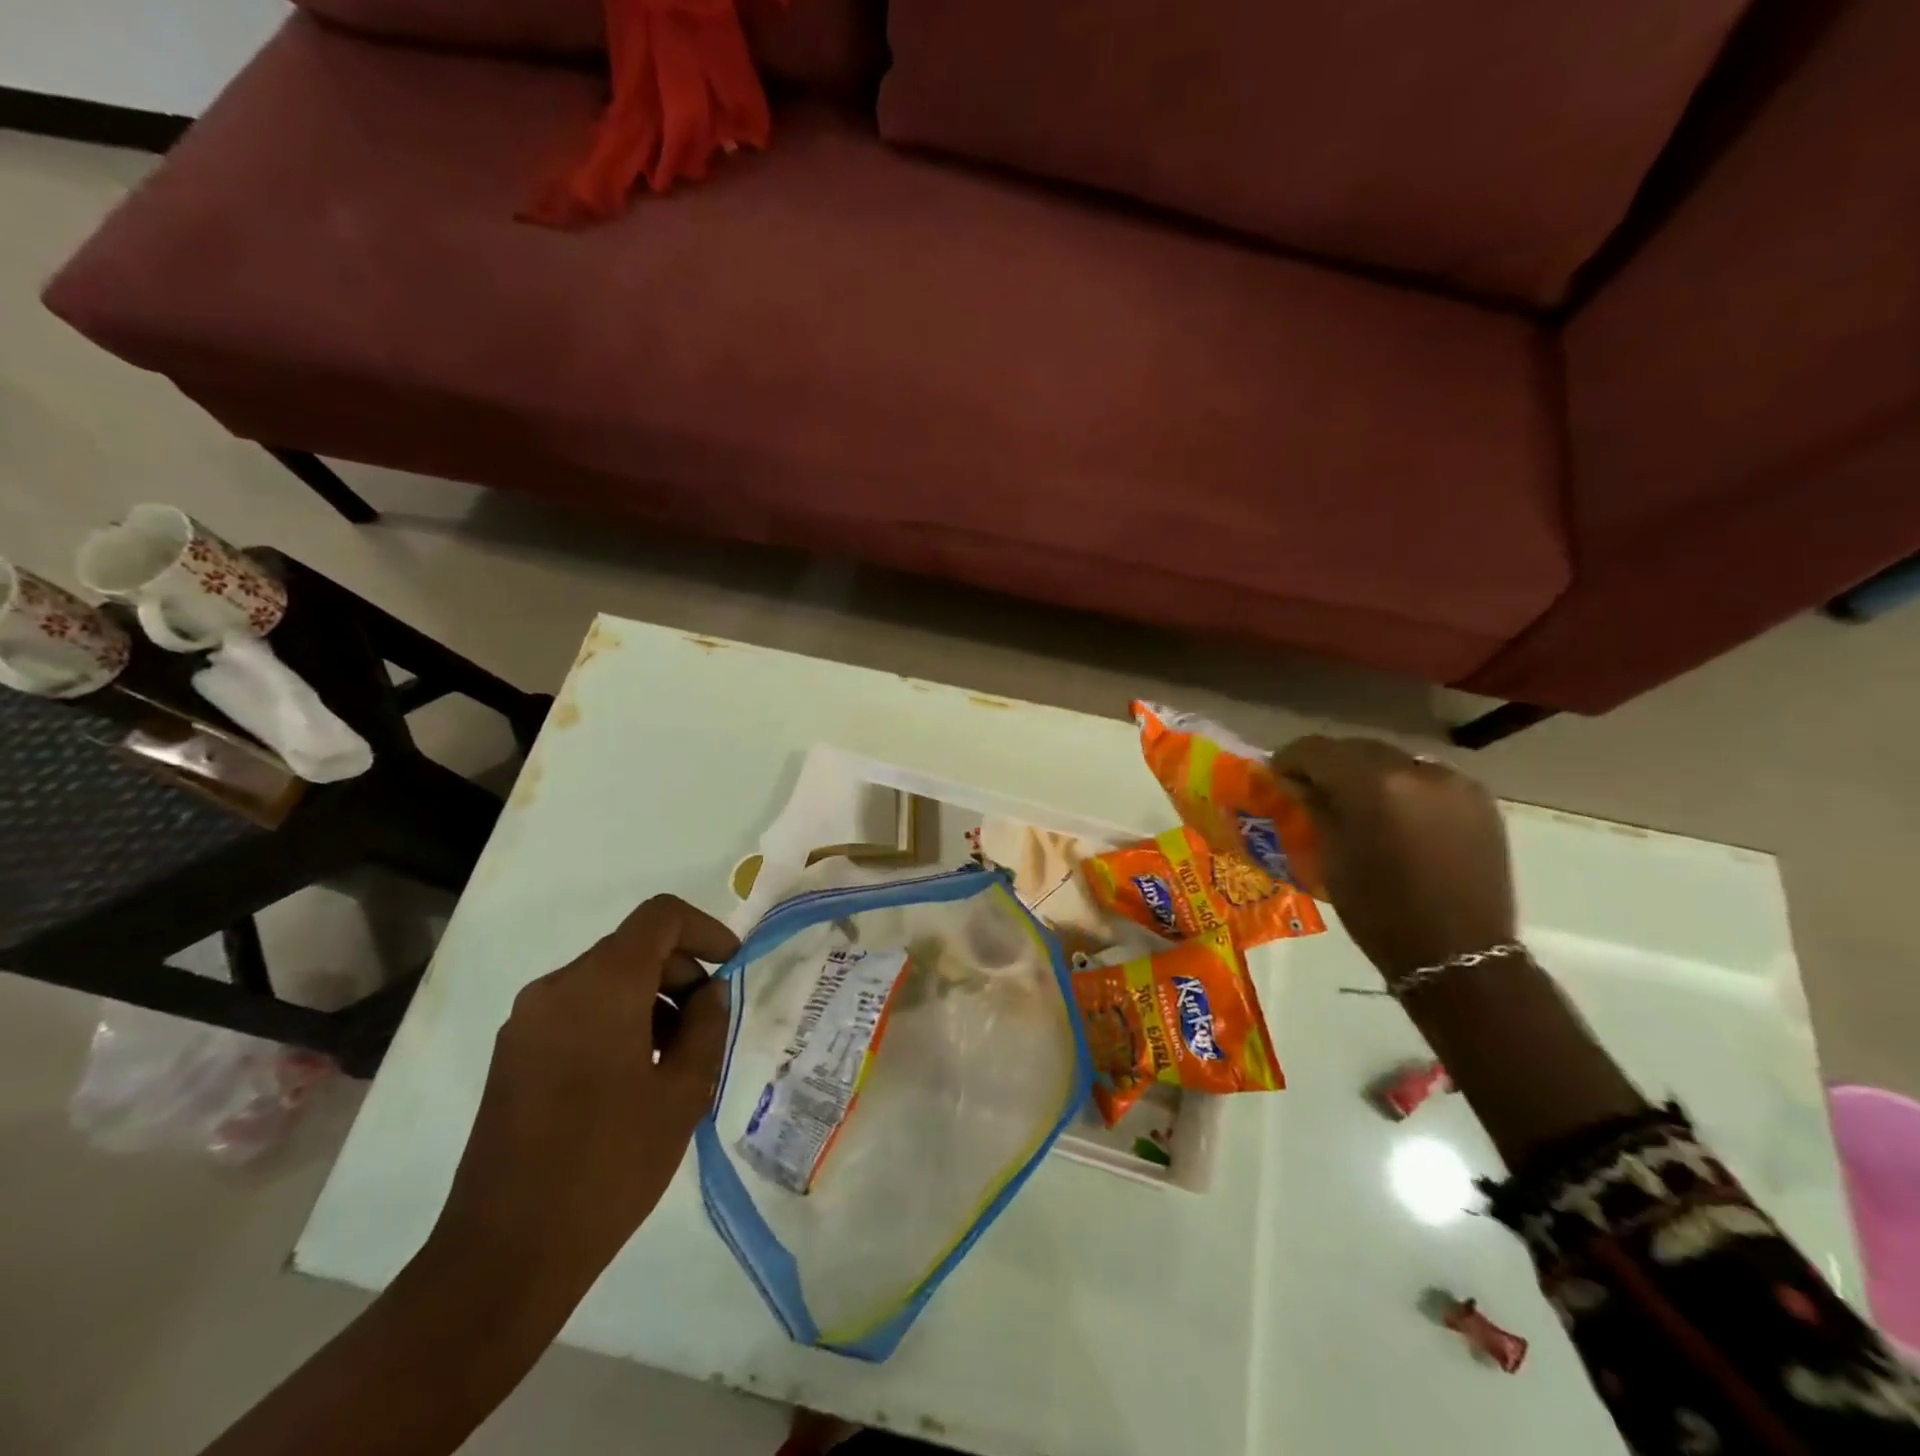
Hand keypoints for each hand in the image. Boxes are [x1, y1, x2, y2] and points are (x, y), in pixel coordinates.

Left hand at [428, 895, 737, 1301]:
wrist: (505, 1256)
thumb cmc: (610, 1164)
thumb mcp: (683, 1092)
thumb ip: (706, 1026)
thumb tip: (709, 992)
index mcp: (600, 986)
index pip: (660, 917)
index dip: (705, 928)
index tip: (731, 966)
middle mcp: (556, 988)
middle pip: (632, 947)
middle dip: (680, 971)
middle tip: (708, 1023)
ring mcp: (527, 1022)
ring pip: (605, 979)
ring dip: (650, 998)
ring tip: (676, 1057)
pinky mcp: (513, 1055)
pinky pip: (577, 1010)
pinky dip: (616, 1019)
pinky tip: (635, 1075)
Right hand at [1271, 736, 1514, 985]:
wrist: (1458, 954)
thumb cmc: (1378, 911)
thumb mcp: (1329, 857)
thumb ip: (1314, 808)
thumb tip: (1298, 783)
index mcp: (1373, 785)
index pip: (1318, 750)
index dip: (1290, 758)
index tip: (1277, 774)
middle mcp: (1416, 771)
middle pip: (1358, 748)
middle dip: (1330, 764)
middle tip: (1311, 787)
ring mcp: (1454, 783)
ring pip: (1395, 761)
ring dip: (1369, 774)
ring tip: (1356, 802)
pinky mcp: (1479, 800)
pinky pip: (1427, 779)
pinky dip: (1404, 787)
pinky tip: (1396, 814)